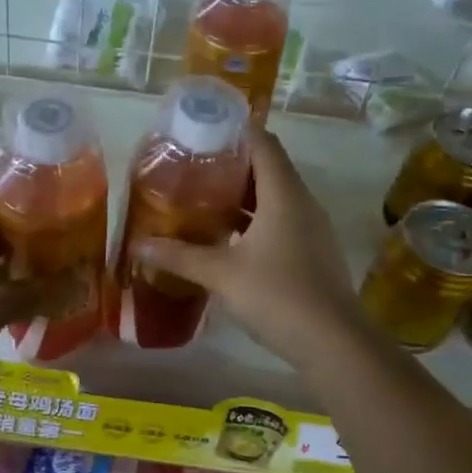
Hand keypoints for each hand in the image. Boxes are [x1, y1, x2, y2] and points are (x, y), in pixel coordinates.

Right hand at [136, 128, 366, 367]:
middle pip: (268, 168)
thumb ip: (179, 257)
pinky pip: (282, 221)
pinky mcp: (313, 252)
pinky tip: (229, 238)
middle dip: (232, 165)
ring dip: (243, 196)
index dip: (236, 131)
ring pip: (275, 198)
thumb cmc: (277, 295)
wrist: (333, 342)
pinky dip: (255, 220)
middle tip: (193, 167)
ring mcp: (312, 228)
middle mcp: (302, 203)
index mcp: (284, 194)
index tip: (203, 130)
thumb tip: (138, 245)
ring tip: (204, 199)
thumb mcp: (221, 274)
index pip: (263, 144)